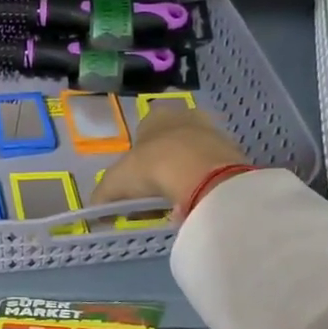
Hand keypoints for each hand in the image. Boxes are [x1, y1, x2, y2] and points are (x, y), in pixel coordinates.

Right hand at [89, 108, 246, 219]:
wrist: (203, 174)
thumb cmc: (152, 167)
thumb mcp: (116, 183)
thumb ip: (102, 196)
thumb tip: (94, 212)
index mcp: (155, 116)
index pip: (143, 132)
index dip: (138, 157)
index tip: (136, 181)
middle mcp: (185, 116)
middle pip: (170, 141)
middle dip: (163, 163)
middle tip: (156, 191)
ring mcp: (212, 131)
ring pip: (193, 153)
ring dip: (185, 173)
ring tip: (177, 200)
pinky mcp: (233, 151)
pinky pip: (213, 167)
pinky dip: (205, 182)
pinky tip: (197, 199)